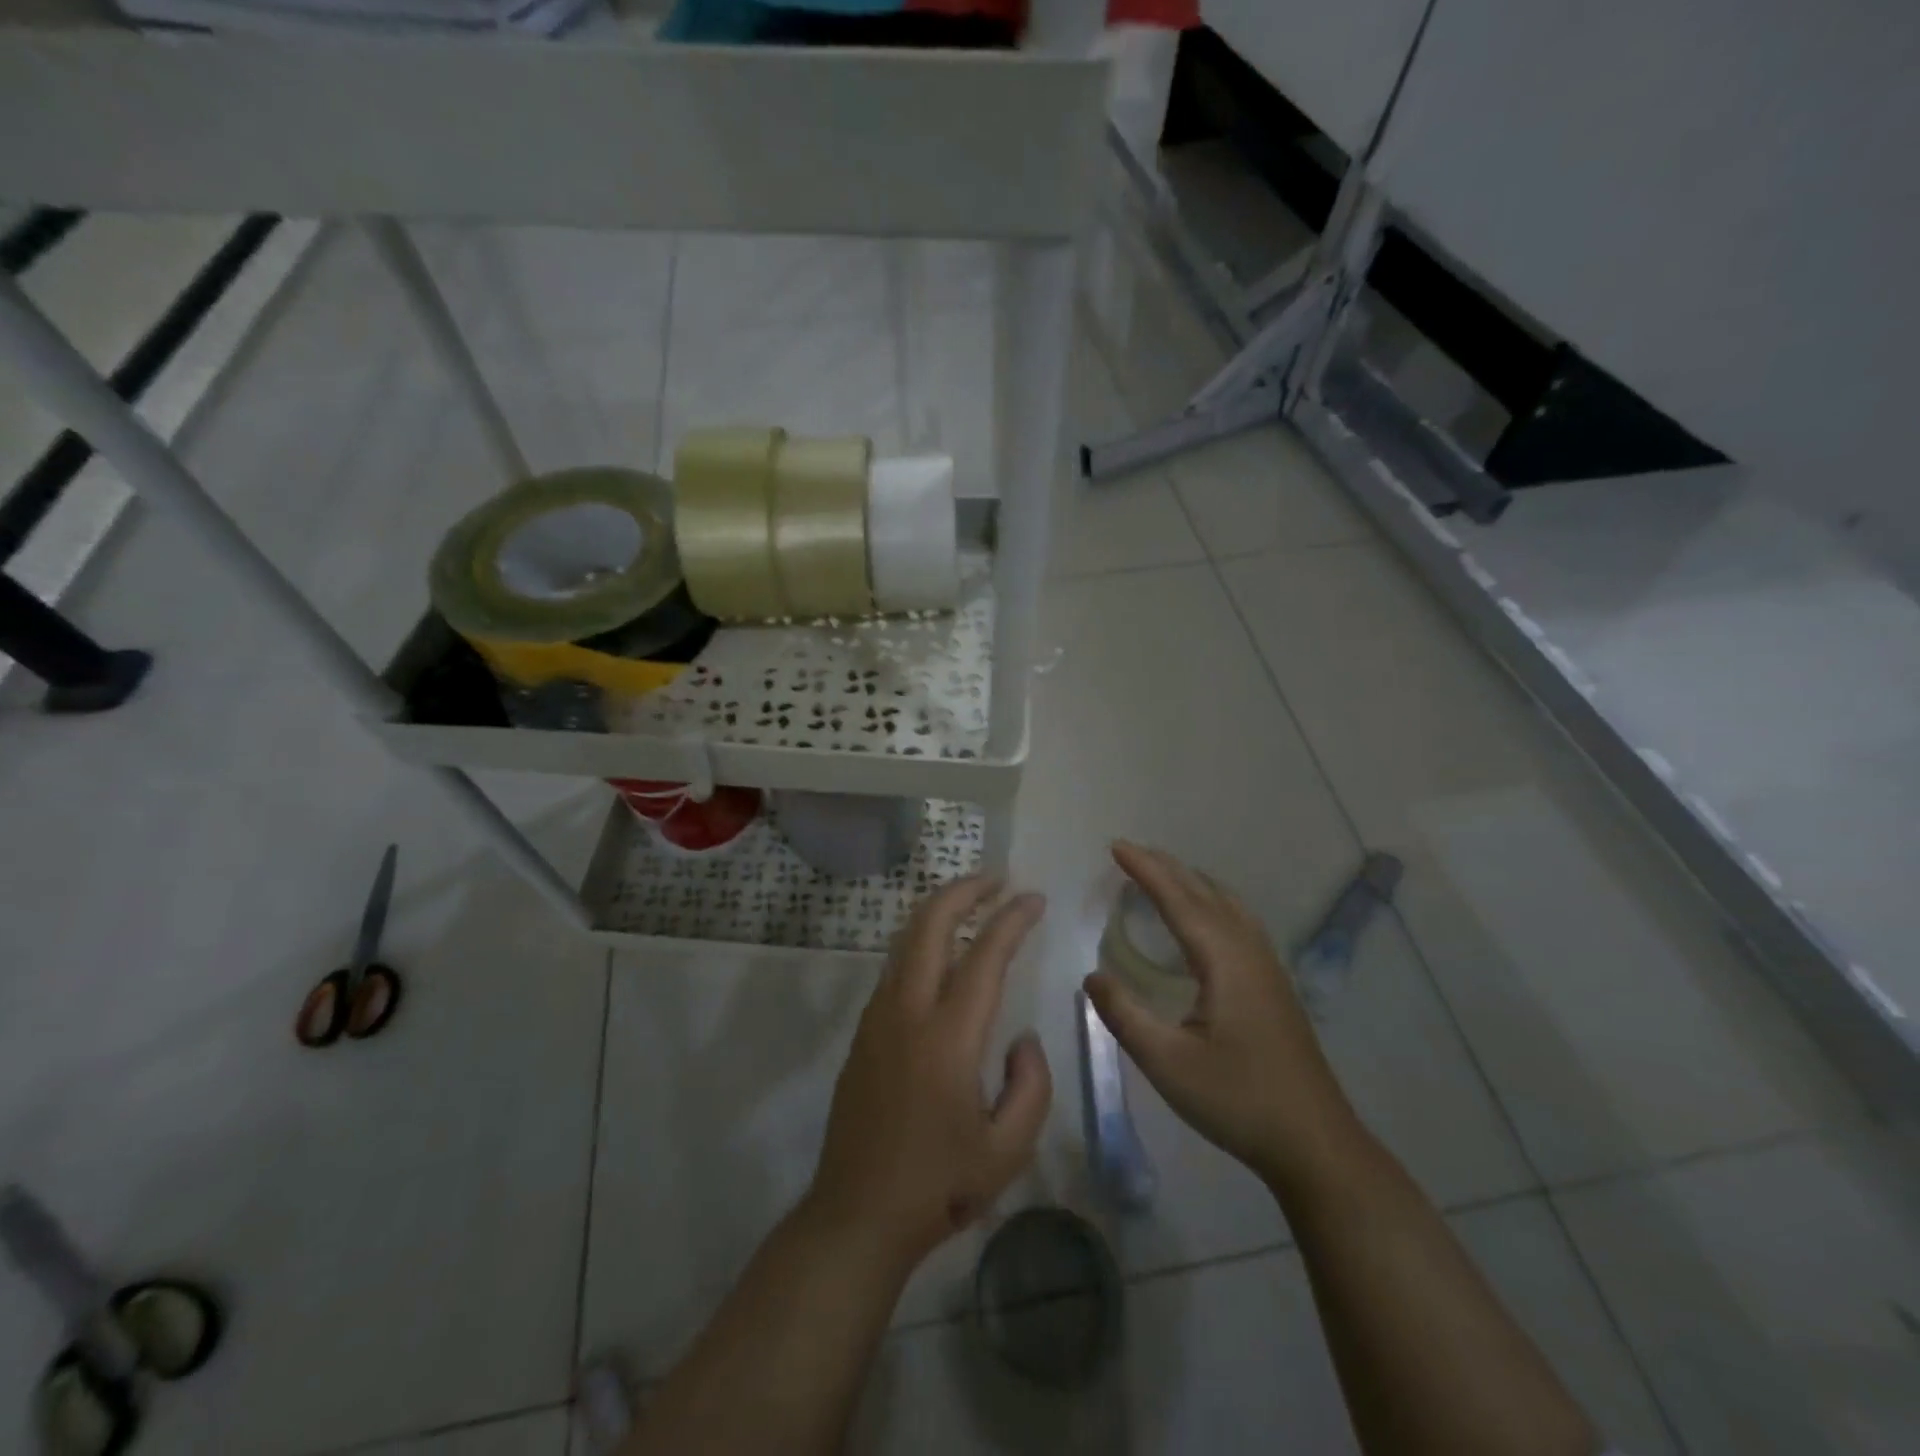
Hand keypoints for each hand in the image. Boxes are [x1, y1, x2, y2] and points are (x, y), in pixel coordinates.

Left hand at [807, 877, 1052, 1270]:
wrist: (857, 1215)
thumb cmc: (939, 1186)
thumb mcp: (1009, 1149)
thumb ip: (1031, 1084)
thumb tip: (1021, 1036)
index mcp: (949, 1037)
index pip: (985, 956)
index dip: (1012, 919)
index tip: (1034, 898)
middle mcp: (908, 1012)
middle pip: (931, 925)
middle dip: (964, 890)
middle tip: (997, 879)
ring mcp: (879, 1018)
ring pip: (907, 940)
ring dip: (939, 910)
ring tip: (971, 902)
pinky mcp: (864, 1032)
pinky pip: (896, 967)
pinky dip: (922, 941)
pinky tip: (942, 952)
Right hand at [1085, 842, 1361, 1192]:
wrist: (1315, 1144)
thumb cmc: (1238, 1101)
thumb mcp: (1167, 1063)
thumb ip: (1124, 1015)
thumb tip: (1091, 976)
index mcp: (1225, 960)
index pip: (1179, 900)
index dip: (1146, 870)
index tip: (1116, 846)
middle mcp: (1249, 952)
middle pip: (1205, 893)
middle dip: (1167, 868)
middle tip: (1131, 852)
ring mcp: (1268, 967)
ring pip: (1227, 904)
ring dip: (1191, 882)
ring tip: (1163, 874)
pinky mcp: (1274, 985)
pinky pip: (1238, 921)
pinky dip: (1211, 902)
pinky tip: (1204, 921)